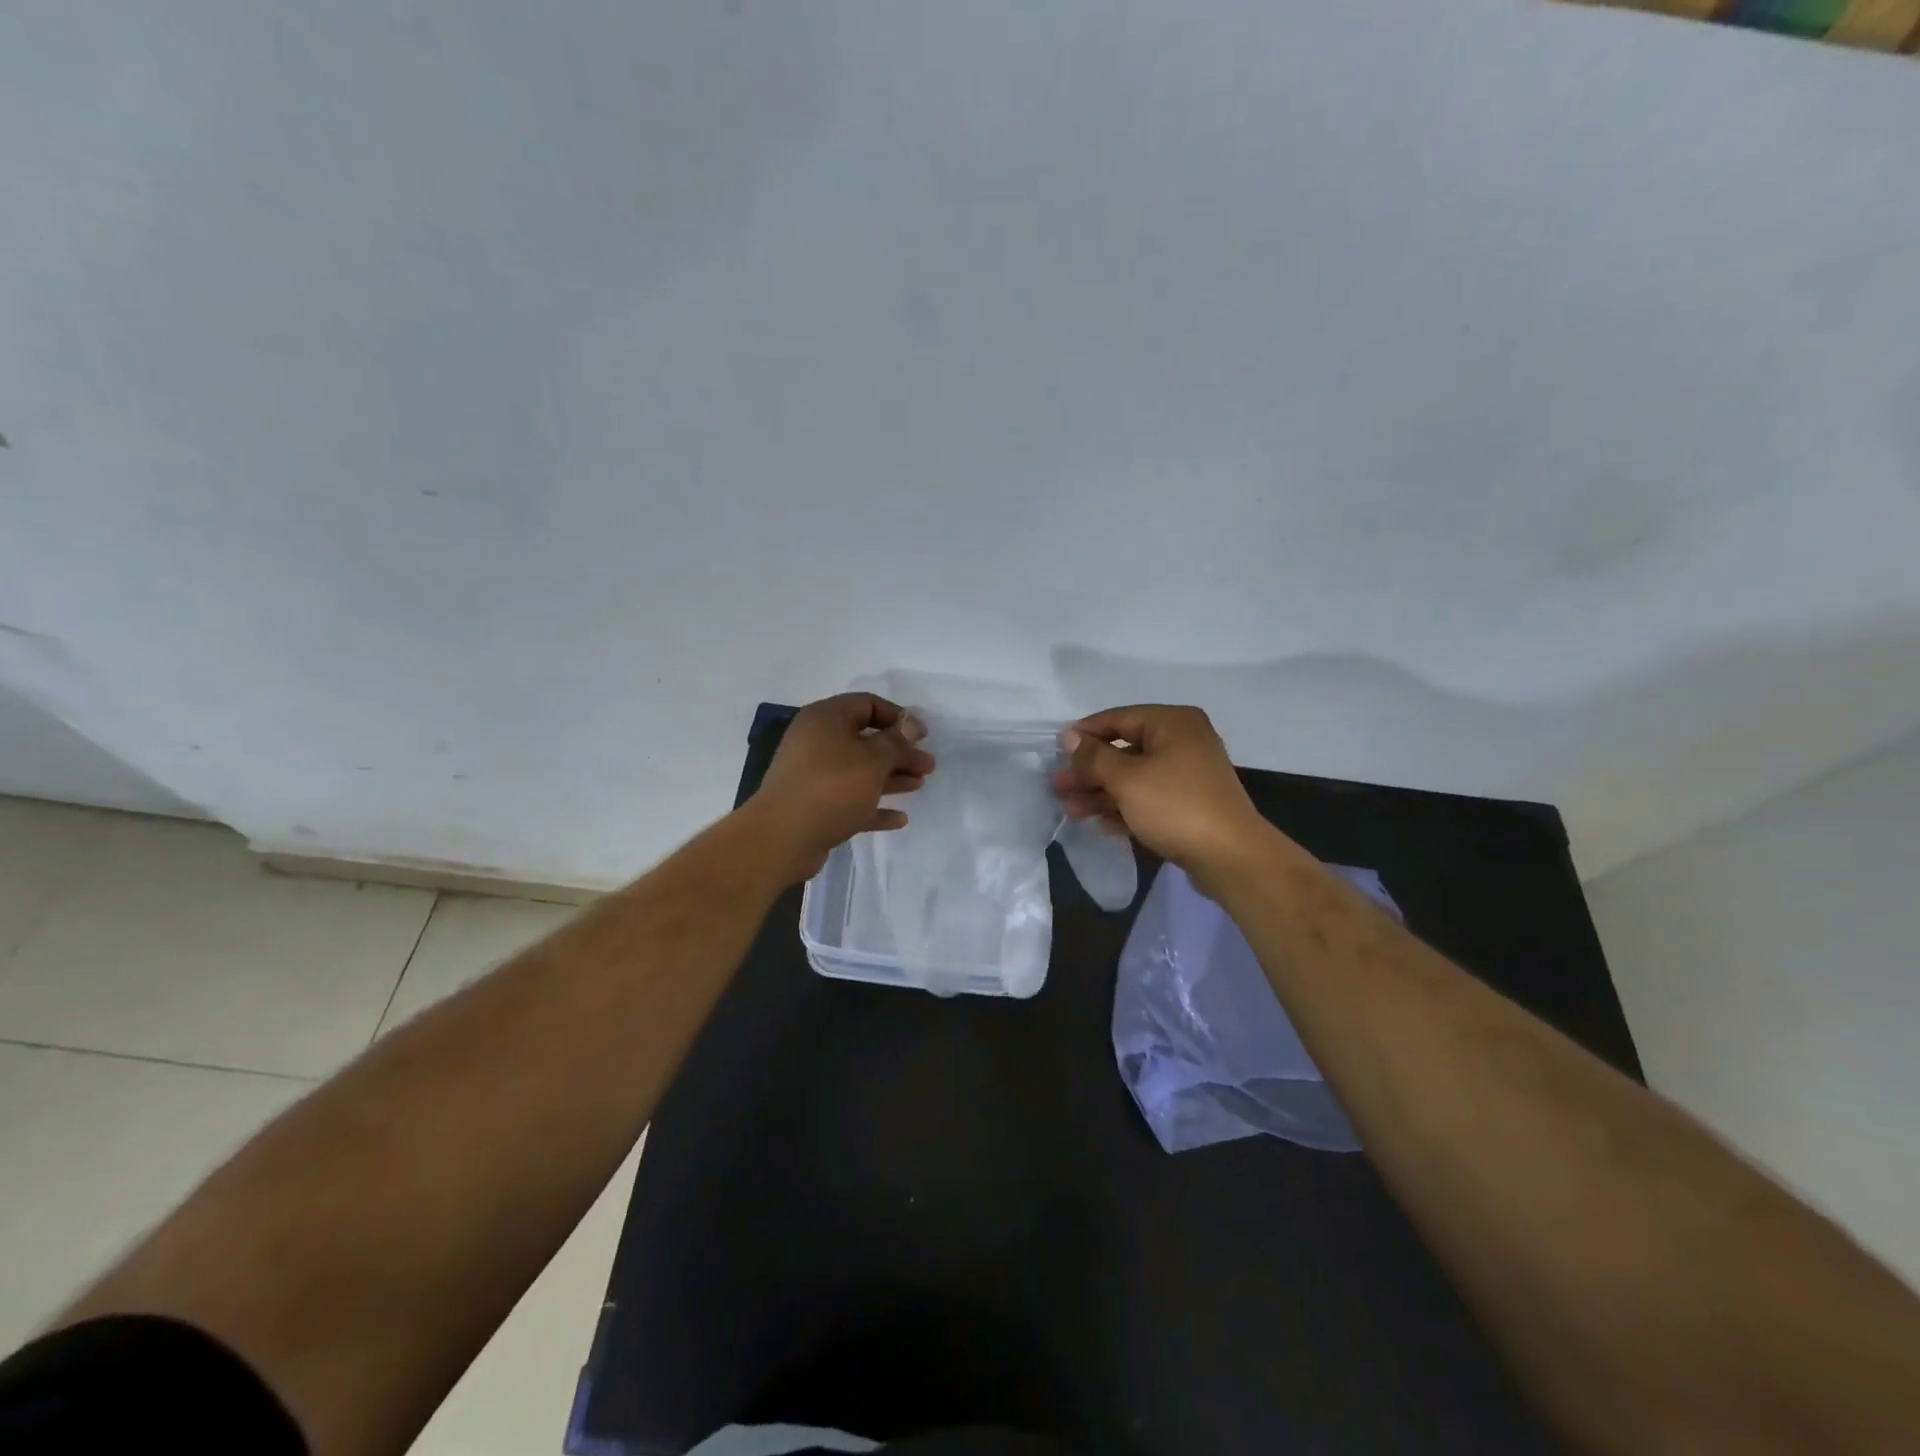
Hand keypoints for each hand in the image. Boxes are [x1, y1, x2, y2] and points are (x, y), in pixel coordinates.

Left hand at [748, 693, 934, 881]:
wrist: (782, 837)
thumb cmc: (831, 787)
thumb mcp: (872, 760)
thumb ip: (896, 742)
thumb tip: (910, 724)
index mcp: (826, 719)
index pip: (867, 704)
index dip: (898, 717)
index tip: (923, 735)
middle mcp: (817, 742)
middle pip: (866, 740)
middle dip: (899, 752)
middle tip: (928, 766)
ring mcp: (814, 776)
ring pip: (860, 771)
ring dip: (891, 777)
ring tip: (920, 785)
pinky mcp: (815, 806)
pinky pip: (851, 800)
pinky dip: (874, 806)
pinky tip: (899, 819)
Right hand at [1052, 704, 1271, 886]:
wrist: (1230, 857)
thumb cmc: (1175, 806)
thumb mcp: (1127, 779)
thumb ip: (1094, 757)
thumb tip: (1069, 737)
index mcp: (1172, 723)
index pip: (1118, 718)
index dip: (1084, 734)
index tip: (1056, 751)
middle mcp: (1183, 741)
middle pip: (1124, 749)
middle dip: (1089, 770)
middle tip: (1058, 786)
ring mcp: (1187, 774)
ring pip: (1134, 777)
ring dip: (1101, 792)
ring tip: (1070, 809)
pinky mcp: (1188, 804)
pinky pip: (1148, 797)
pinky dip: (1124, 807)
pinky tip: (1100, 823)